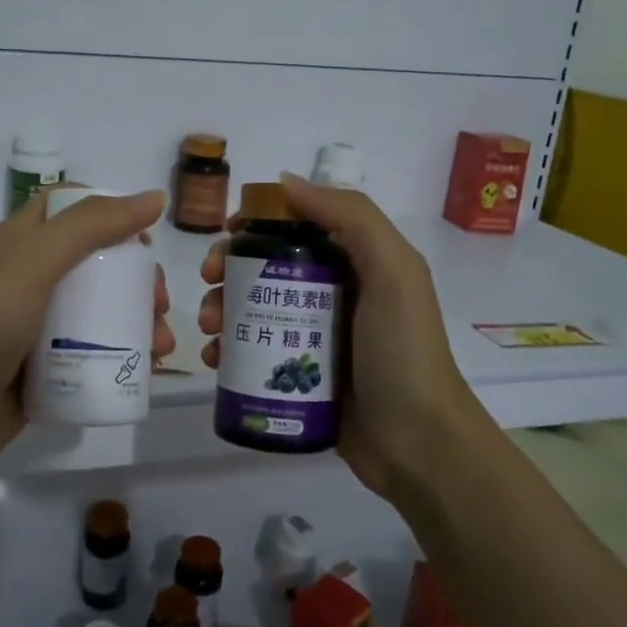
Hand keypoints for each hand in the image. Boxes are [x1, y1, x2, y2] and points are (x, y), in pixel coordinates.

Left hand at [0, 190, 173, 488]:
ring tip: (161, 345)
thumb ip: (93, 225)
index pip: (70, 208)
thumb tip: (154, 198)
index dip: (110, 213)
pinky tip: (147, 370)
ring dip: (137, 320)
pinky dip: (123, 356)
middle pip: (95, 263)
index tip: (144, 239)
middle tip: (159, 302)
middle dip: (135, 277)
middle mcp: (30, 279)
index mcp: (21, 242)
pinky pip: (92, 353)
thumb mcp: (36, 260)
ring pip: (99, 311)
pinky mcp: (45, 369)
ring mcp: (36, 327)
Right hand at [198, 174, 477, 499]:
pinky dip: (229, 350)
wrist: (418, 445)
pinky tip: (213, 359)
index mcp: (358, 262)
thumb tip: (286, 182)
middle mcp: (336, 293)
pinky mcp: (301, 377)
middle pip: (270, 267)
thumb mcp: (393, 271)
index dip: (261, 222)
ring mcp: (316, 337)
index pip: (300, 226)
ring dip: (222, 309)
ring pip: (257, 309)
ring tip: (208, 330)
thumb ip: (351, 217)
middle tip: (209, 282)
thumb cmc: (402, 351)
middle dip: (231, 269)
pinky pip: (256, 352)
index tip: (228, 232)